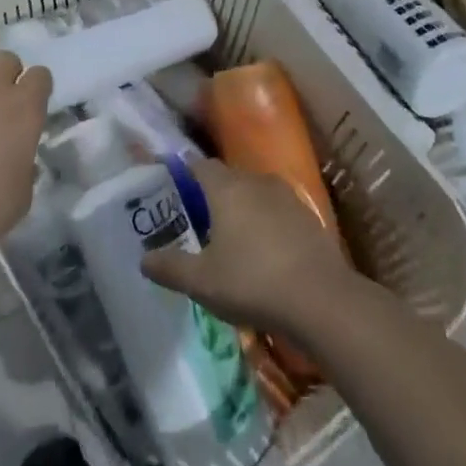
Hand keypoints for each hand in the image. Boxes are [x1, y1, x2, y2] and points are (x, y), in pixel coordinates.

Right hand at [141, 156, 353, 340]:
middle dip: (212, 194)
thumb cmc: (252, 282)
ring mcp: (286, 197)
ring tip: (230, 238)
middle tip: (197, 220)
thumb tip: (144, 259)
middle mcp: (256, 181)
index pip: (199, 165)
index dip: (185, 173)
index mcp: (227, 188)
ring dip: (241, 208)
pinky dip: (265, 223)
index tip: (172, 188)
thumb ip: (170, 267)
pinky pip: (277, 211)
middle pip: (227, 177)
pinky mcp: (308, 217)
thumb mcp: (201, 282)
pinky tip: (263, 252)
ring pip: (254, 193)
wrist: (321, 300)